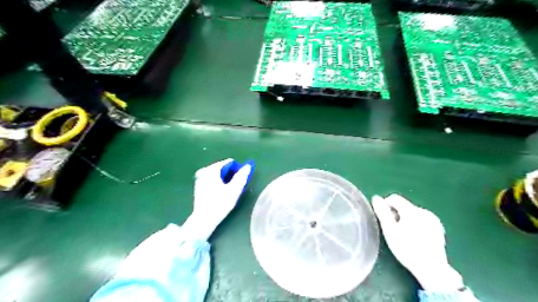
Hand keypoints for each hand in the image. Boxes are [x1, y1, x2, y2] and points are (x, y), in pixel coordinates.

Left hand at [181, 158, 253, 240]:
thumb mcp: (234, 189)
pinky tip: (221, 193)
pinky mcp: (198, 186)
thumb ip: (242, 176)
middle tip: (236, 185)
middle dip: (230, 174)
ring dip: (225, 179)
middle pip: (222, 168)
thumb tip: (248, 166)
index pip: (229, 162)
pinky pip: (212, 179)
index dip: (237, 169)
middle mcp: (204, 171)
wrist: (204, 219)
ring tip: (230, 190)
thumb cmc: (220, 203)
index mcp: (212, 169)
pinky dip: (218, 182)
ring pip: (217, 174)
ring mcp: (200, 178)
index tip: (241, 179)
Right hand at [372, 195, 464, 290]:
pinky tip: (415, 238)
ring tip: (403, 235)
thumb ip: (382, 212)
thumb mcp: (390, 230)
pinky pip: (422, 220)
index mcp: (412, 210)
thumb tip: (376, 198)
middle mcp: (424, 211)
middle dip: (396, 214)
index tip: (383, 219)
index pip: (394, 198)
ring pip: (413, 213)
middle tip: (392, 229)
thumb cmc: (406, 248)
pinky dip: (415, 224)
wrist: (431, 268)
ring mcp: (433, 220)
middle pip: (404, 205)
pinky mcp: (438, 229)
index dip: (385, 205)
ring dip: (405, 219)